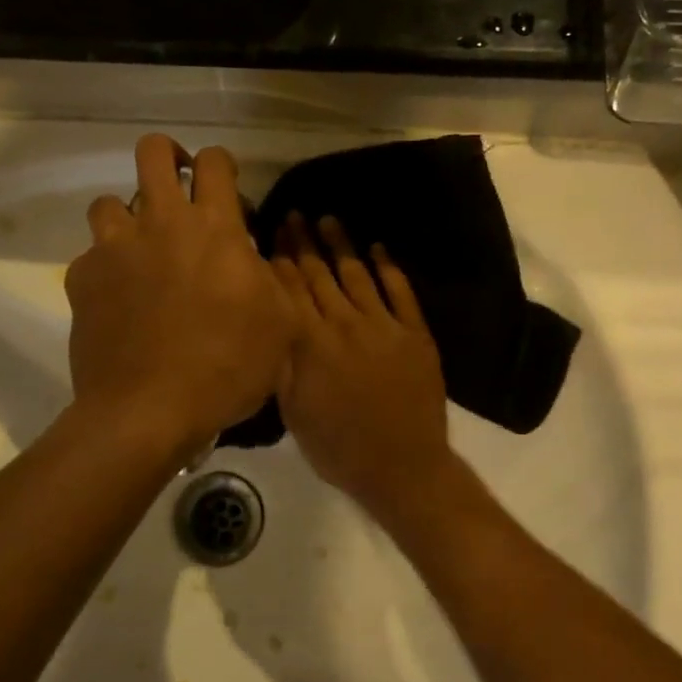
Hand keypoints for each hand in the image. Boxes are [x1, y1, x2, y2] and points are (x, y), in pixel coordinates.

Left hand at [65, 135, 294, 461]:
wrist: (148, 411)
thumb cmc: (226, 368)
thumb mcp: (279, 324)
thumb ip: (268, 278)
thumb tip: (248, 257)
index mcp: (213, 228)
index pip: (215, 161)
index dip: (222, 165)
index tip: (228, 191)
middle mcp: (160, 223)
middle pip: (153, 152)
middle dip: (168, 156)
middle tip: (179, 186)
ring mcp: (114, 249)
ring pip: (108, 201)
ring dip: (128, 216)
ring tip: (142, 249)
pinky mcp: (81, 279)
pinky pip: (91, 256)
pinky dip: (106, 268)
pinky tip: (118, 299)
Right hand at [272, 214, 455, 520]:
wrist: (402, 467)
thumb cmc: (337, 447)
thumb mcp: (292, 411)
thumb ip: (279, 362)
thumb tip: (266, 320)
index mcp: (311, 343)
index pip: (289, 290)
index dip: (277, 259)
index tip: (269, 232)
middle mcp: (344, 324)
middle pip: (319, 274)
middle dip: (302, 242)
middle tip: (293, 213)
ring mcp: (384, 325)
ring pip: (357, 274)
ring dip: (341, 244)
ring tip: (327, 218)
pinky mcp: (415, 334)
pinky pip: (401, 291)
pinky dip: (389, 267)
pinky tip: (378, 247)